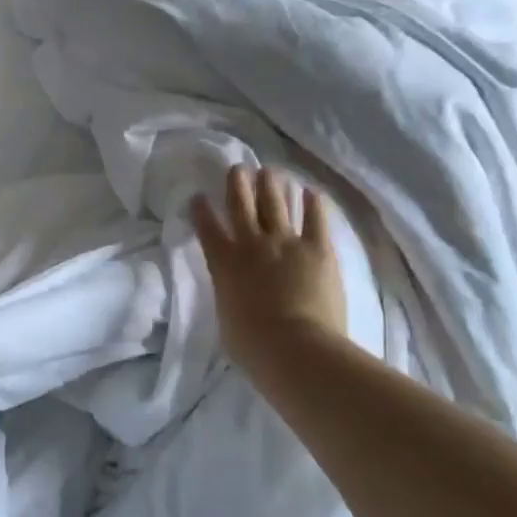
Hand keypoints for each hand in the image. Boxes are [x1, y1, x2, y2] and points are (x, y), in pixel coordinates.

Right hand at [191, 165, 347, 371]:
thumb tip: (237, 293)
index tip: (199, 196)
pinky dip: (313, 204)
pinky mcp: (317, 248)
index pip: (207, 229)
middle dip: (237, 184)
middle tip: (238, 168)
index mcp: (224, 263)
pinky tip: (312, 192)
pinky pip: (316, 219)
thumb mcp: (227, 319)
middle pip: (241, 204)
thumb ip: (230, 296)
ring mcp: (285, 242)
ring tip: (270, 171)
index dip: (201, 210)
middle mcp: (251, 244)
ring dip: (271, 185)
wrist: (295, 348)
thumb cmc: (253, 346)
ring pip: (275, 203)